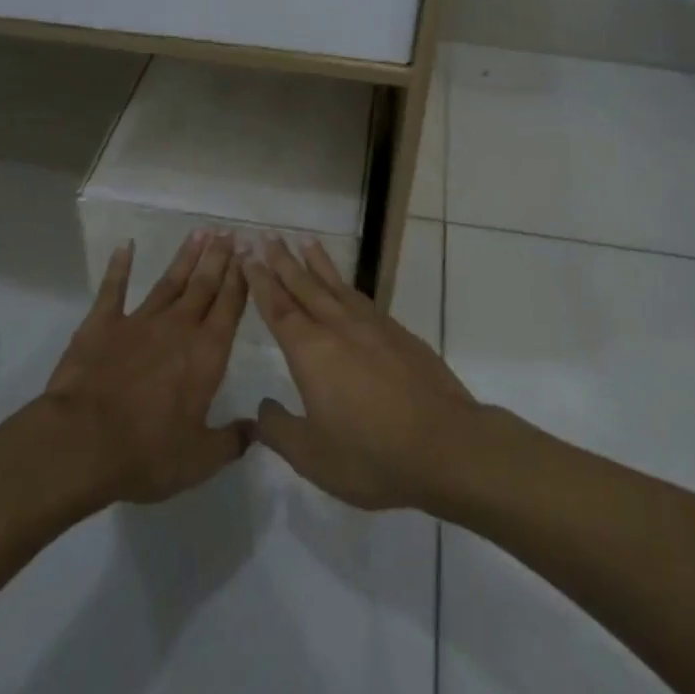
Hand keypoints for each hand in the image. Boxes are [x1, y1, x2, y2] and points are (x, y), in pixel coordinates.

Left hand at [43, 230, 250, 504]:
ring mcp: (139, 322)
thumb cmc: (147, 453)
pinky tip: (126, 245)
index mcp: (207, 354)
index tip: (251, 254)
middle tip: (230, 232)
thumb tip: (257, 429)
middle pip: (204, 285)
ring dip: (186, 257)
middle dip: (219, 258)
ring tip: (200, 232)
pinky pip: (113, 289)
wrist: (81, 443)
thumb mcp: (199, 459)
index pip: (230, 307)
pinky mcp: (102, 324)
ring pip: (169, 281)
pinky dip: (120, 266)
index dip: (242, 279)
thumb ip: (231, 441)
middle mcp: (178, 328)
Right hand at [245, 238, 482, 511]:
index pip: (279, 309)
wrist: (445, 444)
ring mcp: (372, 327)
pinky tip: (346, 287)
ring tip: (306, 243)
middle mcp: (339, 328)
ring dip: (318, 264)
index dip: (262, 283)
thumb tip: (262, 408)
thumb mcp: (313, 456)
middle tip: (269, 237)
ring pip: (337, 286)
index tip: (250, 258)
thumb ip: (280, 431)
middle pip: (305, 287)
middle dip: (284, 262)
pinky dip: (346, 284)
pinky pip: (362, 298)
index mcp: (311, 352)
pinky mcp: (399, 334)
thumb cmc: (371, 455)